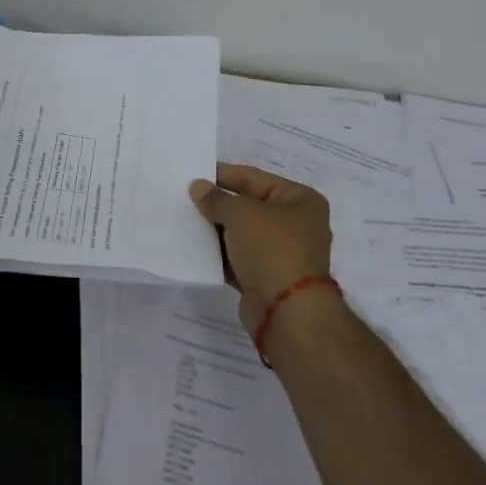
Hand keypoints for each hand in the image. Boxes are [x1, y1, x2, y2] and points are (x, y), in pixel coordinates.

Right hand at [190, 164, 336, 334]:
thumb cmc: (271, 248)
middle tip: (185, 196)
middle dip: (219, 203)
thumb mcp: (240, 213)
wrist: (287, 312)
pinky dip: (220, 253)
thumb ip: (216, 198)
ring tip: (185, 219)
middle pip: (249, 205)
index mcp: (300, 199)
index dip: (223, 174)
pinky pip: (239, 258)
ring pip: (242, 233)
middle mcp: (296, 224)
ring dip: (217, 229)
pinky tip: (194, 247)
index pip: (254, 178)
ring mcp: (283, 253)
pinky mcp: (268, 278)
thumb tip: (198, 187)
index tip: (194, 172)